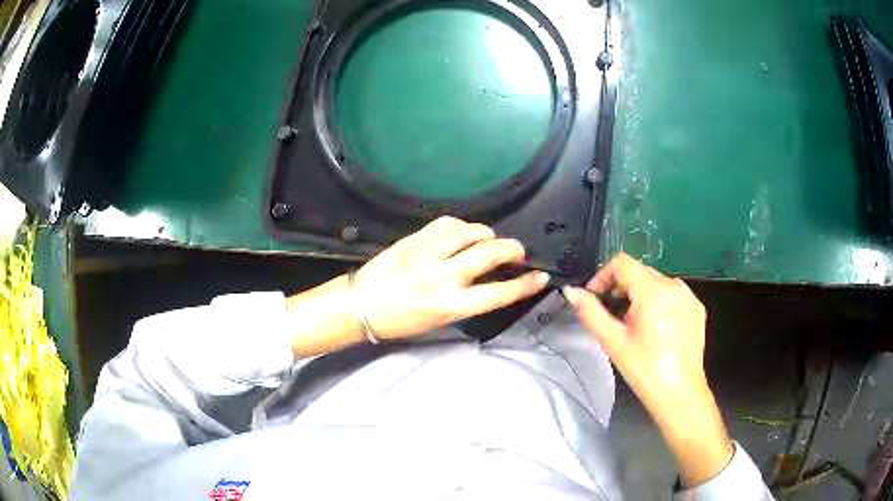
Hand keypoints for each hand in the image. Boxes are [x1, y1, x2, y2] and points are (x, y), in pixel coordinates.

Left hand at [355, 216, 549, 339]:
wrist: (360, 306)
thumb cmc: (401, 321)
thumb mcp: (440, 320)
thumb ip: (467, 299)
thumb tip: (491, 280)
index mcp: (450, 306)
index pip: (498, 293)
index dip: (525, 285)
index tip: (541, 276)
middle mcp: (442, 277)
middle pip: (490, 253)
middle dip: (513, 249)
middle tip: (517, 253)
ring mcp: (427, 254)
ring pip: (470, 231)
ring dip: (487, 234)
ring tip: (488, 241)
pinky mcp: (414, 239)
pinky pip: (447, 223)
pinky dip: (462, 226)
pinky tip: (462, 233)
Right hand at [563, 253, 732, 486]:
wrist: (680, 394)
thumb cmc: (644, 369)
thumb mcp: (613, 342)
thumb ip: (590, 312)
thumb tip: (571, 292)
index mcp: (654, 291)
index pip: (622, 263)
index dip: (603, 276)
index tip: (595, 298)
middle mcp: (675, 285)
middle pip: (640, 272)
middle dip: (621, 289)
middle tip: (613, 318)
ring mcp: (689, 296)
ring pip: (656, 283)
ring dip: (639, 296)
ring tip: (634, 326)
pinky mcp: (697, 308)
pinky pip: (672, 294)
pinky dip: (658, 303)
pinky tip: (655, 330)